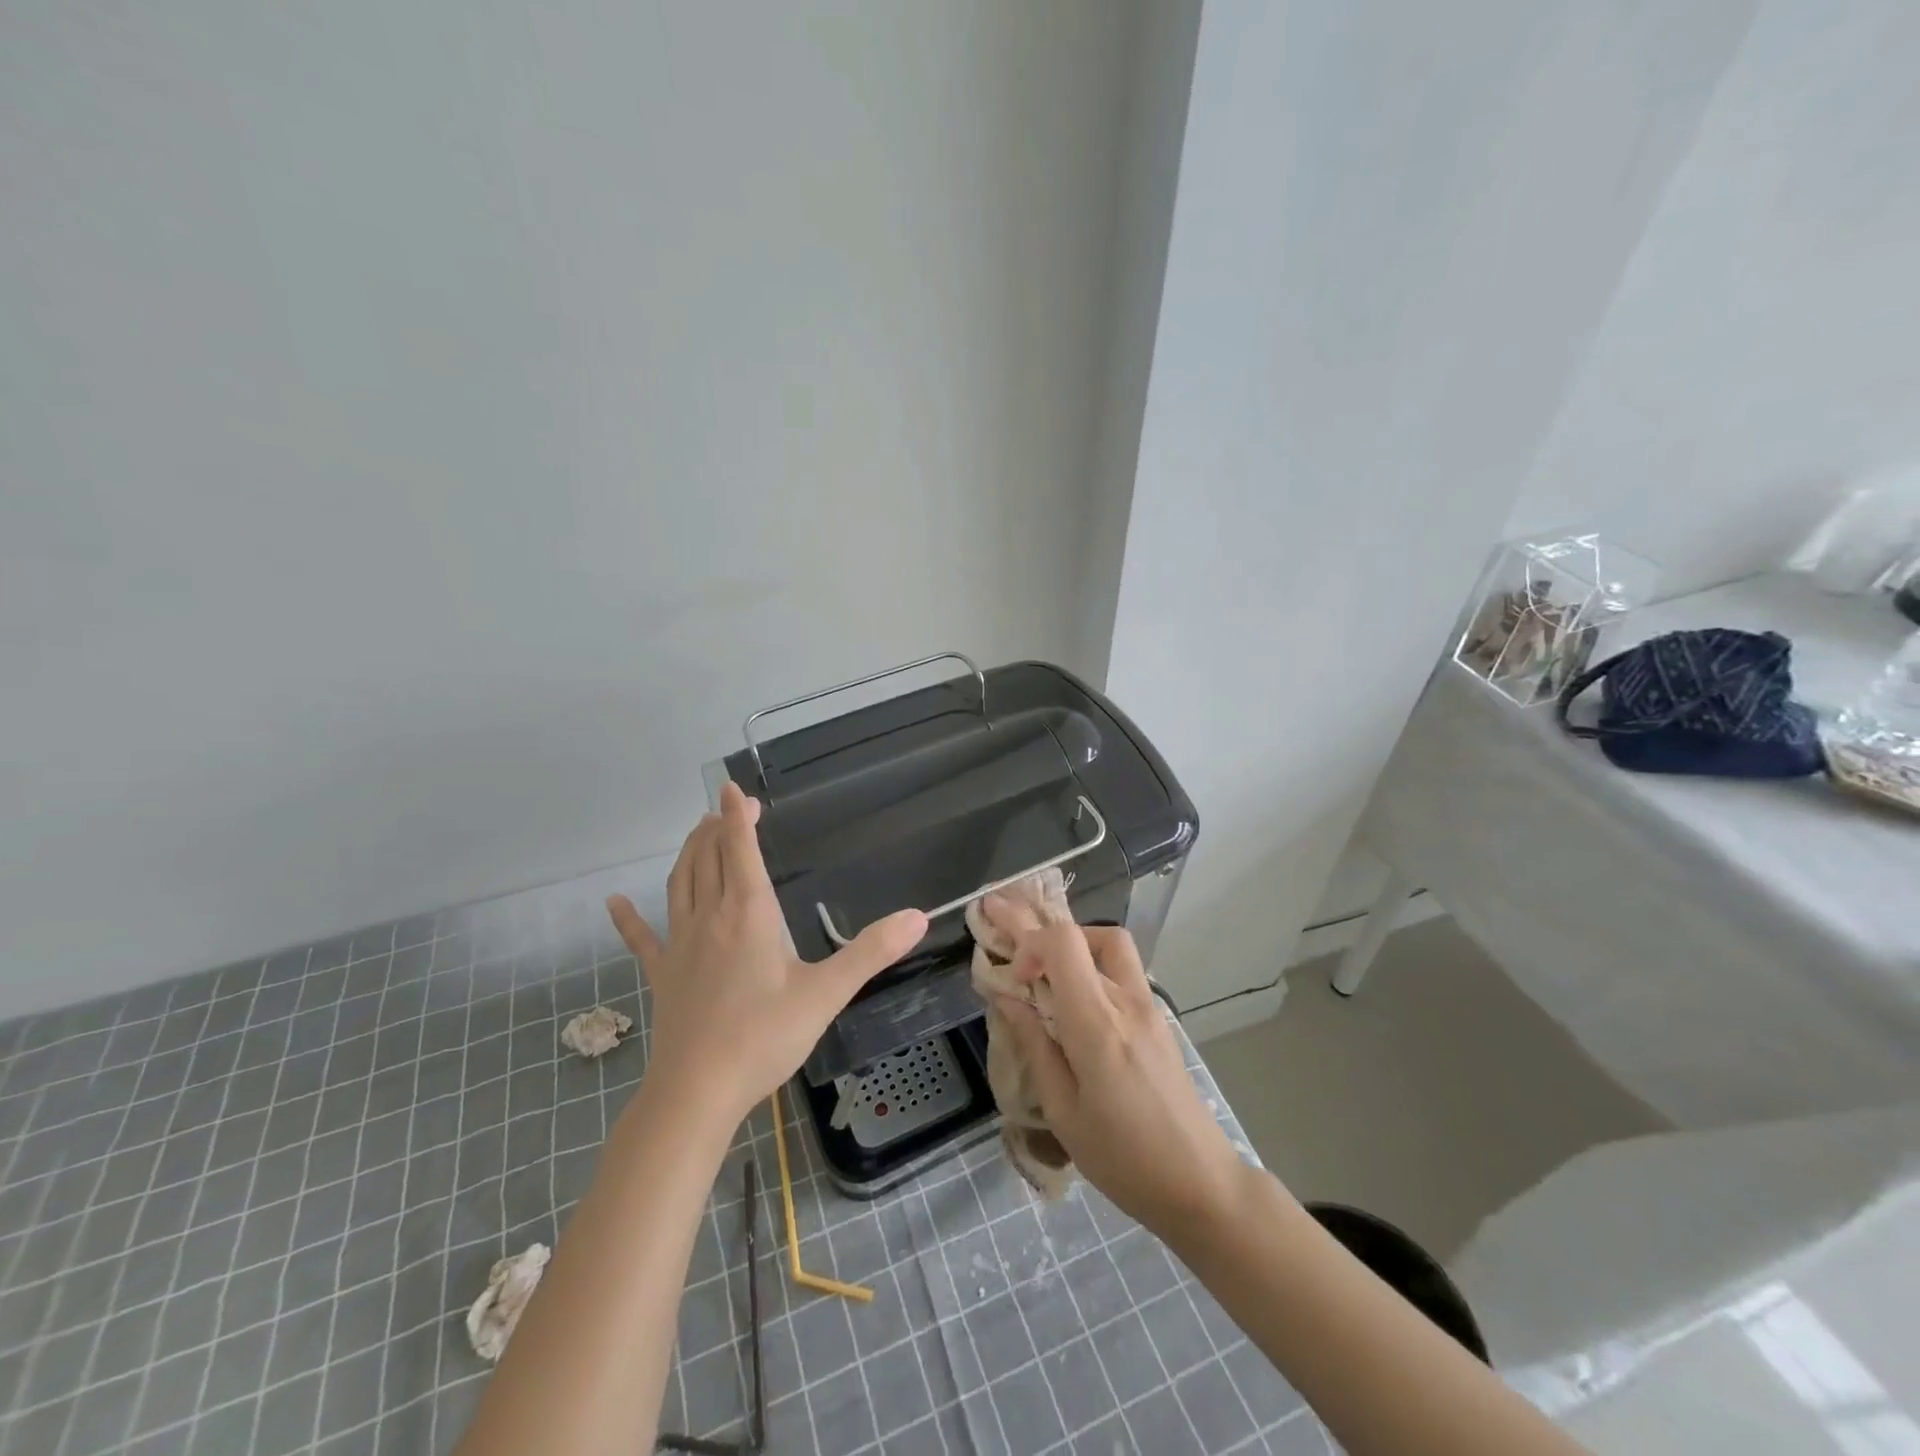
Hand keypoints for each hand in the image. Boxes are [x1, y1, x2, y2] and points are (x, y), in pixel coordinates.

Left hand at [606, 782, 927, 1128]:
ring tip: (697, 833)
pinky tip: (613, 902)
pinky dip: (627, 918)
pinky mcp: (662, 975)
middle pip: (707, 858)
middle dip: (717, 828)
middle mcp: (710, 918)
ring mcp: (680, 946)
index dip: (737, 817)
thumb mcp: (826, 994)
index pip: (740, 850)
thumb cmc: (764, 1037)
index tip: (734, 789)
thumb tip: (918, 917)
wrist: (697, 1092)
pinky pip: (641, 939)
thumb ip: (870, 952)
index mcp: (748, 914)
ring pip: (679, 884)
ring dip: (688, 853)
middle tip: (727, 809)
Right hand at [985, 903, 1240, 1238]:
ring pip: (1109, 944)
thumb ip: (1035, 1047)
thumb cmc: (1123, 1158)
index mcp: (1097, 1025)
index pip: (1064, 943)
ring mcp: (1148, 1005)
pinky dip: (1091, 961)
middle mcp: (1125, 1001)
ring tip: (1044, 962)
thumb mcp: (1064, 1112)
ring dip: (1072, 941)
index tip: (1013, 976)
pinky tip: (1074, 989)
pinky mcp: (1158, 1017)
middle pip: (1082, 935)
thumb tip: (1008, 1000)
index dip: (1030, 942)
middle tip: (1001, 910)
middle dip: (1036, 925)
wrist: (1200, 1182)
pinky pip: (1122, 968)